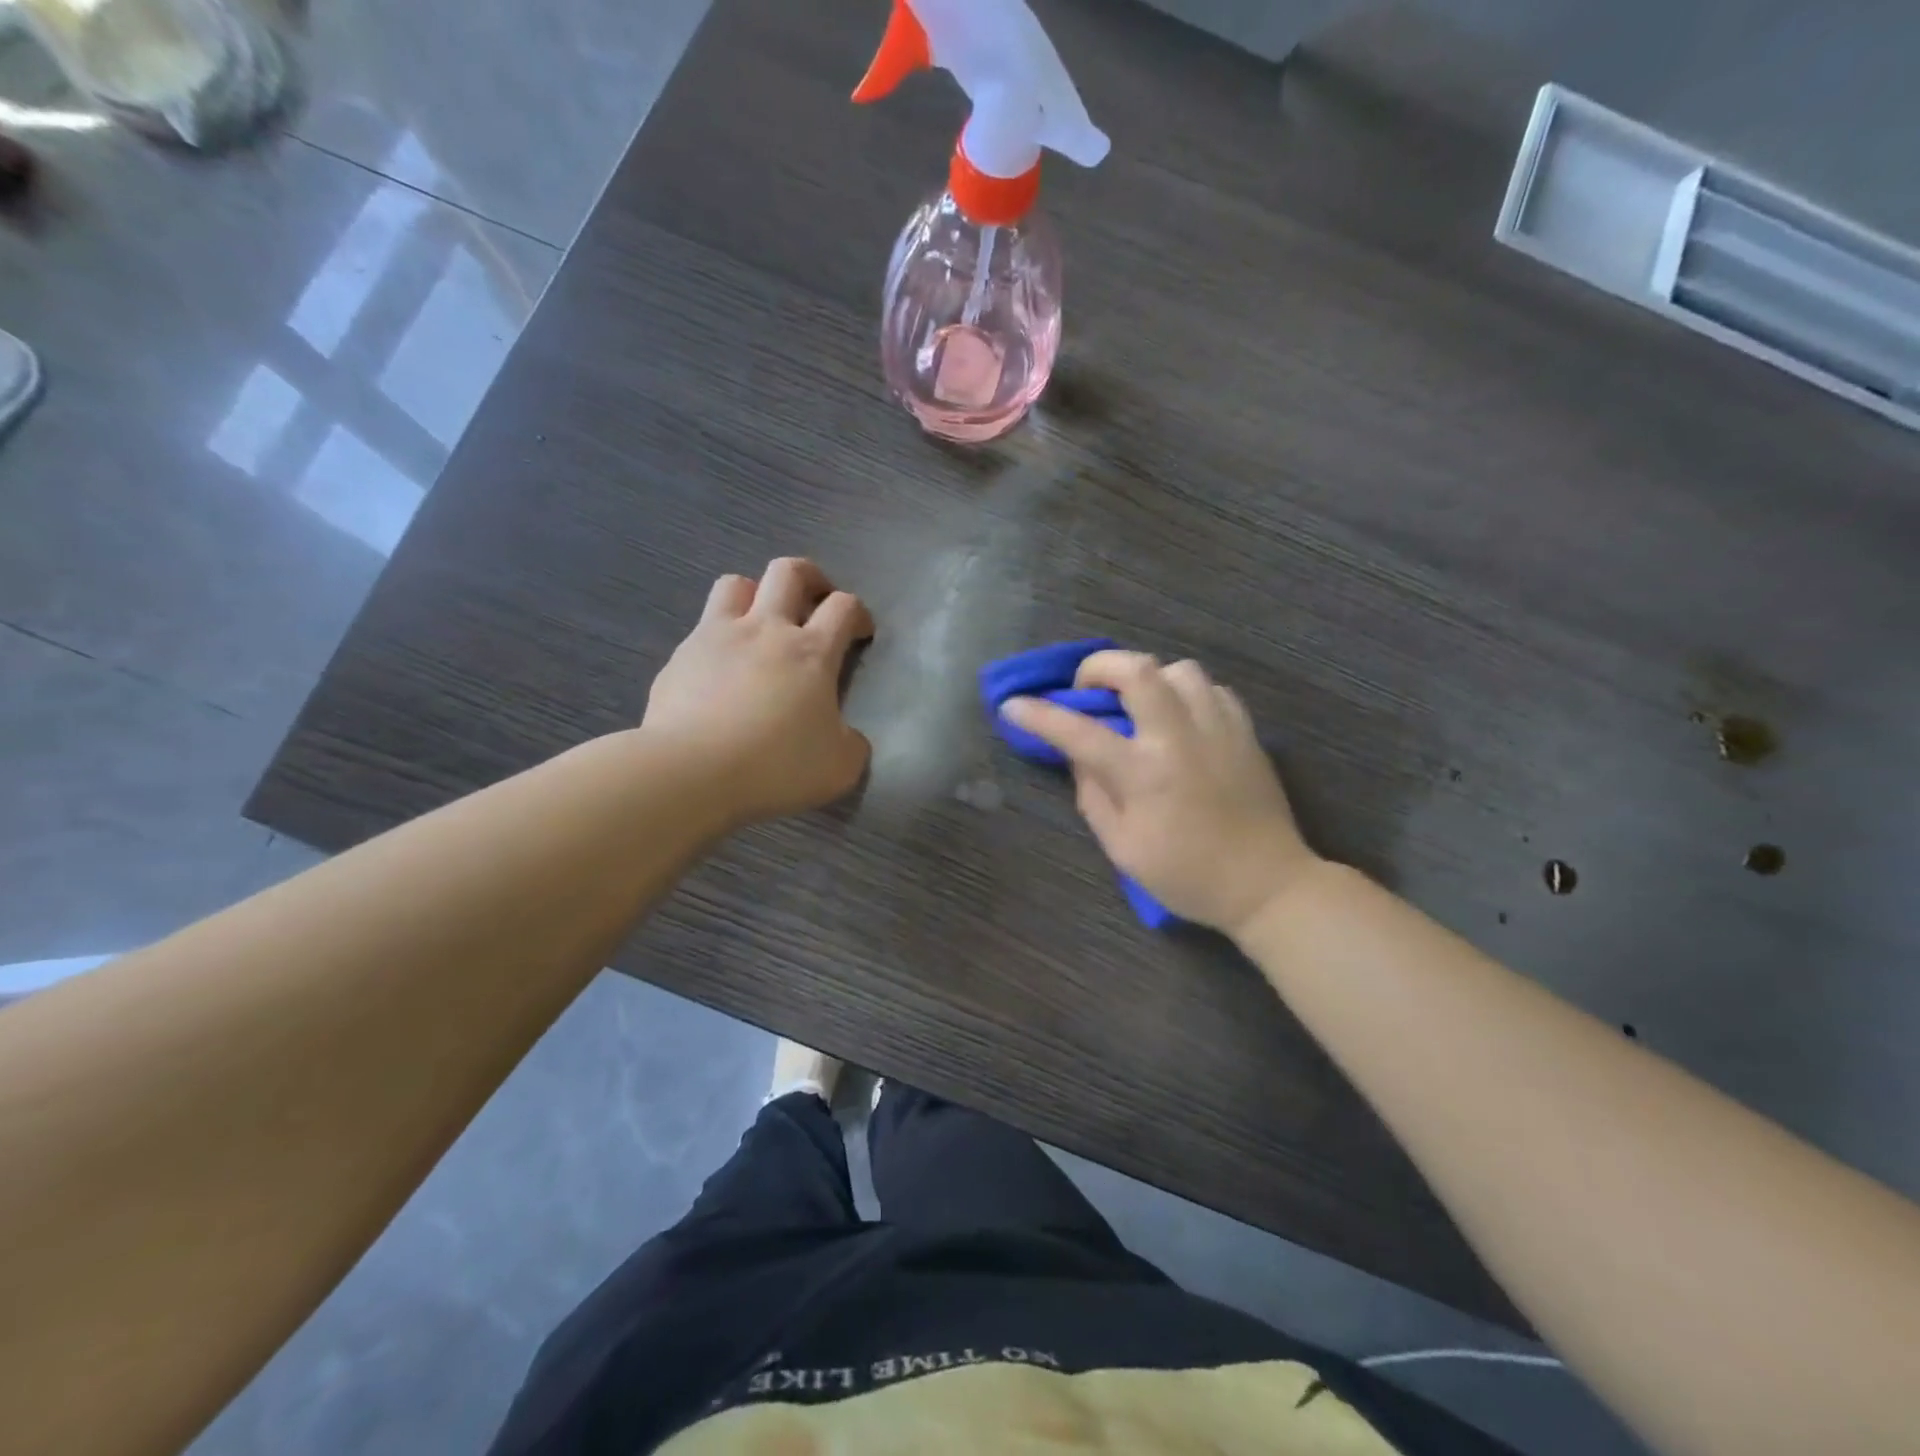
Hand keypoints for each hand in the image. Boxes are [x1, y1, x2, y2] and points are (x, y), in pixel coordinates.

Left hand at [643, 558, 873, 826]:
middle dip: (811, 578)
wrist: (691, 772)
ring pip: (736, 584)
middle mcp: (765, 629)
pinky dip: (718, 640)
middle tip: (816, 602)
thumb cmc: (775, 766)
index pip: (844, 607)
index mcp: (811, 652)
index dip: (858, 614)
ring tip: (760, 623)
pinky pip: (702, 630)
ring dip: (755, 594)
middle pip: (789, 572)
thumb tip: (848, 738)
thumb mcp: (839, 768)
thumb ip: (851, 745)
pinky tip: (719, 673)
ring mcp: (717, 637)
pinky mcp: (680, 657)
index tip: (861, 633)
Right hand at [1000, 652, 1319, 937]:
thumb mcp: (1123, 848)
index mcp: (1144, 773)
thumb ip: (1093, 795)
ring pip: (1179, 669)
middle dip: (1098, 667)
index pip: (1078, 732)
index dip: (1038, 715)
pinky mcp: (1245, 731)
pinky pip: (1210, 689)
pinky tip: (1179, 718)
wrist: (1266, 884)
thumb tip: (1078, 756)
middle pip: (1137, 670)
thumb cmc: (1186, 875)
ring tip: (1138, 704)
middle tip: (1088, 689)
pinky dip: (1185, 692)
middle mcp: (1180, 738)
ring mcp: (1218, 728)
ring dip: (1148, 677)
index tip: (1013, 706)